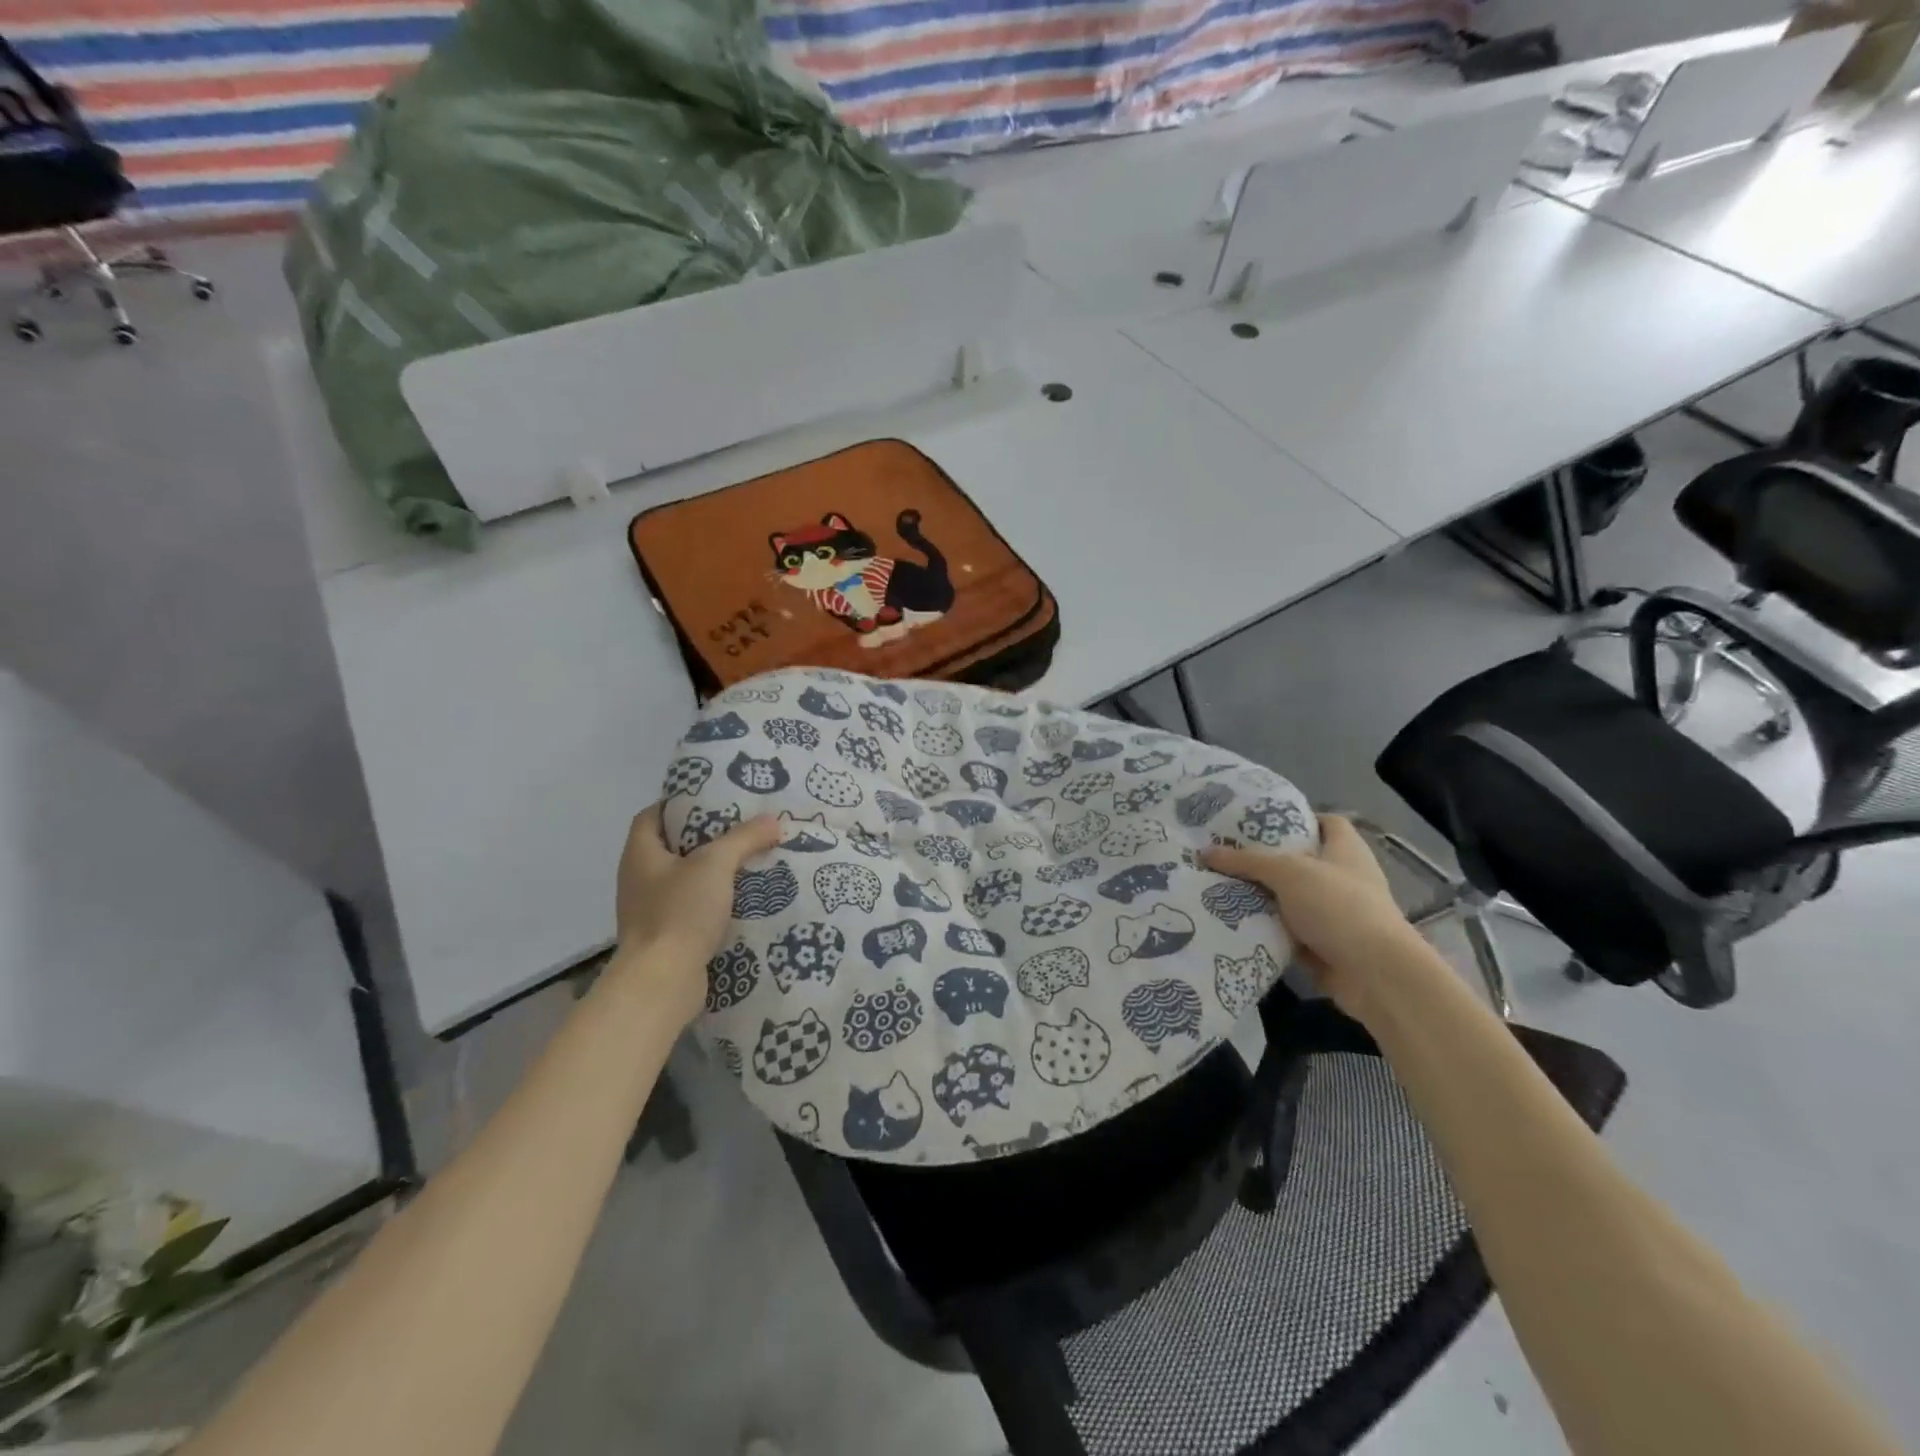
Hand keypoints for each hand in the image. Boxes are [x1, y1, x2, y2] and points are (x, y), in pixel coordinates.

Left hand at [612, 804, 780, 1022]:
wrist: (662, 982)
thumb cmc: (680, 912)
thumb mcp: (716, 864)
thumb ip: (744, 838)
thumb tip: (773, 820)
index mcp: (640, 854)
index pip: (653, 815)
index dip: (679, 803)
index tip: (713, 798)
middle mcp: (639, 879)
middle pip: (672, 847)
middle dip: (706, 837)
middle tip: (742, 826)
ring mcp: (650, 911)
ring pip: (685, 880)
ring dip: (713, 871)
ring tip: (750, 859)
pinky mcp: (666, 937)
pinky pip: (692, 909)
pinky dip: (714, 901)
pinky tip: (744, 899)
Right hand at [1202, 815, 1428, 1021]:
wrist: (1375, 974)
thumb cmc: (1338, 906)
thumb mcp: (1288, 873)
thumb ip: (1247, 861)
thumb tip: (1205, 852)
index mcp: (1345, 850)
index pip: (1325, 821)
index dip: (1297, 818)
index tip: (1258, 822)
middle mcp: (1342, 877)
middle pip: (1299, 861)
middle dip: (1264, 859)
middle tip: (1224, 853)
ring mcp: (1334, 913)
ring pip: (1289, 898)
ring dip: (1260, 895)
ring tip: (1217, 884)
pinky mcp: (1323, 944)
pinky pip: (1286, 930)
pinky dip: (1264, 927)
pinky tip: (1230, 920)